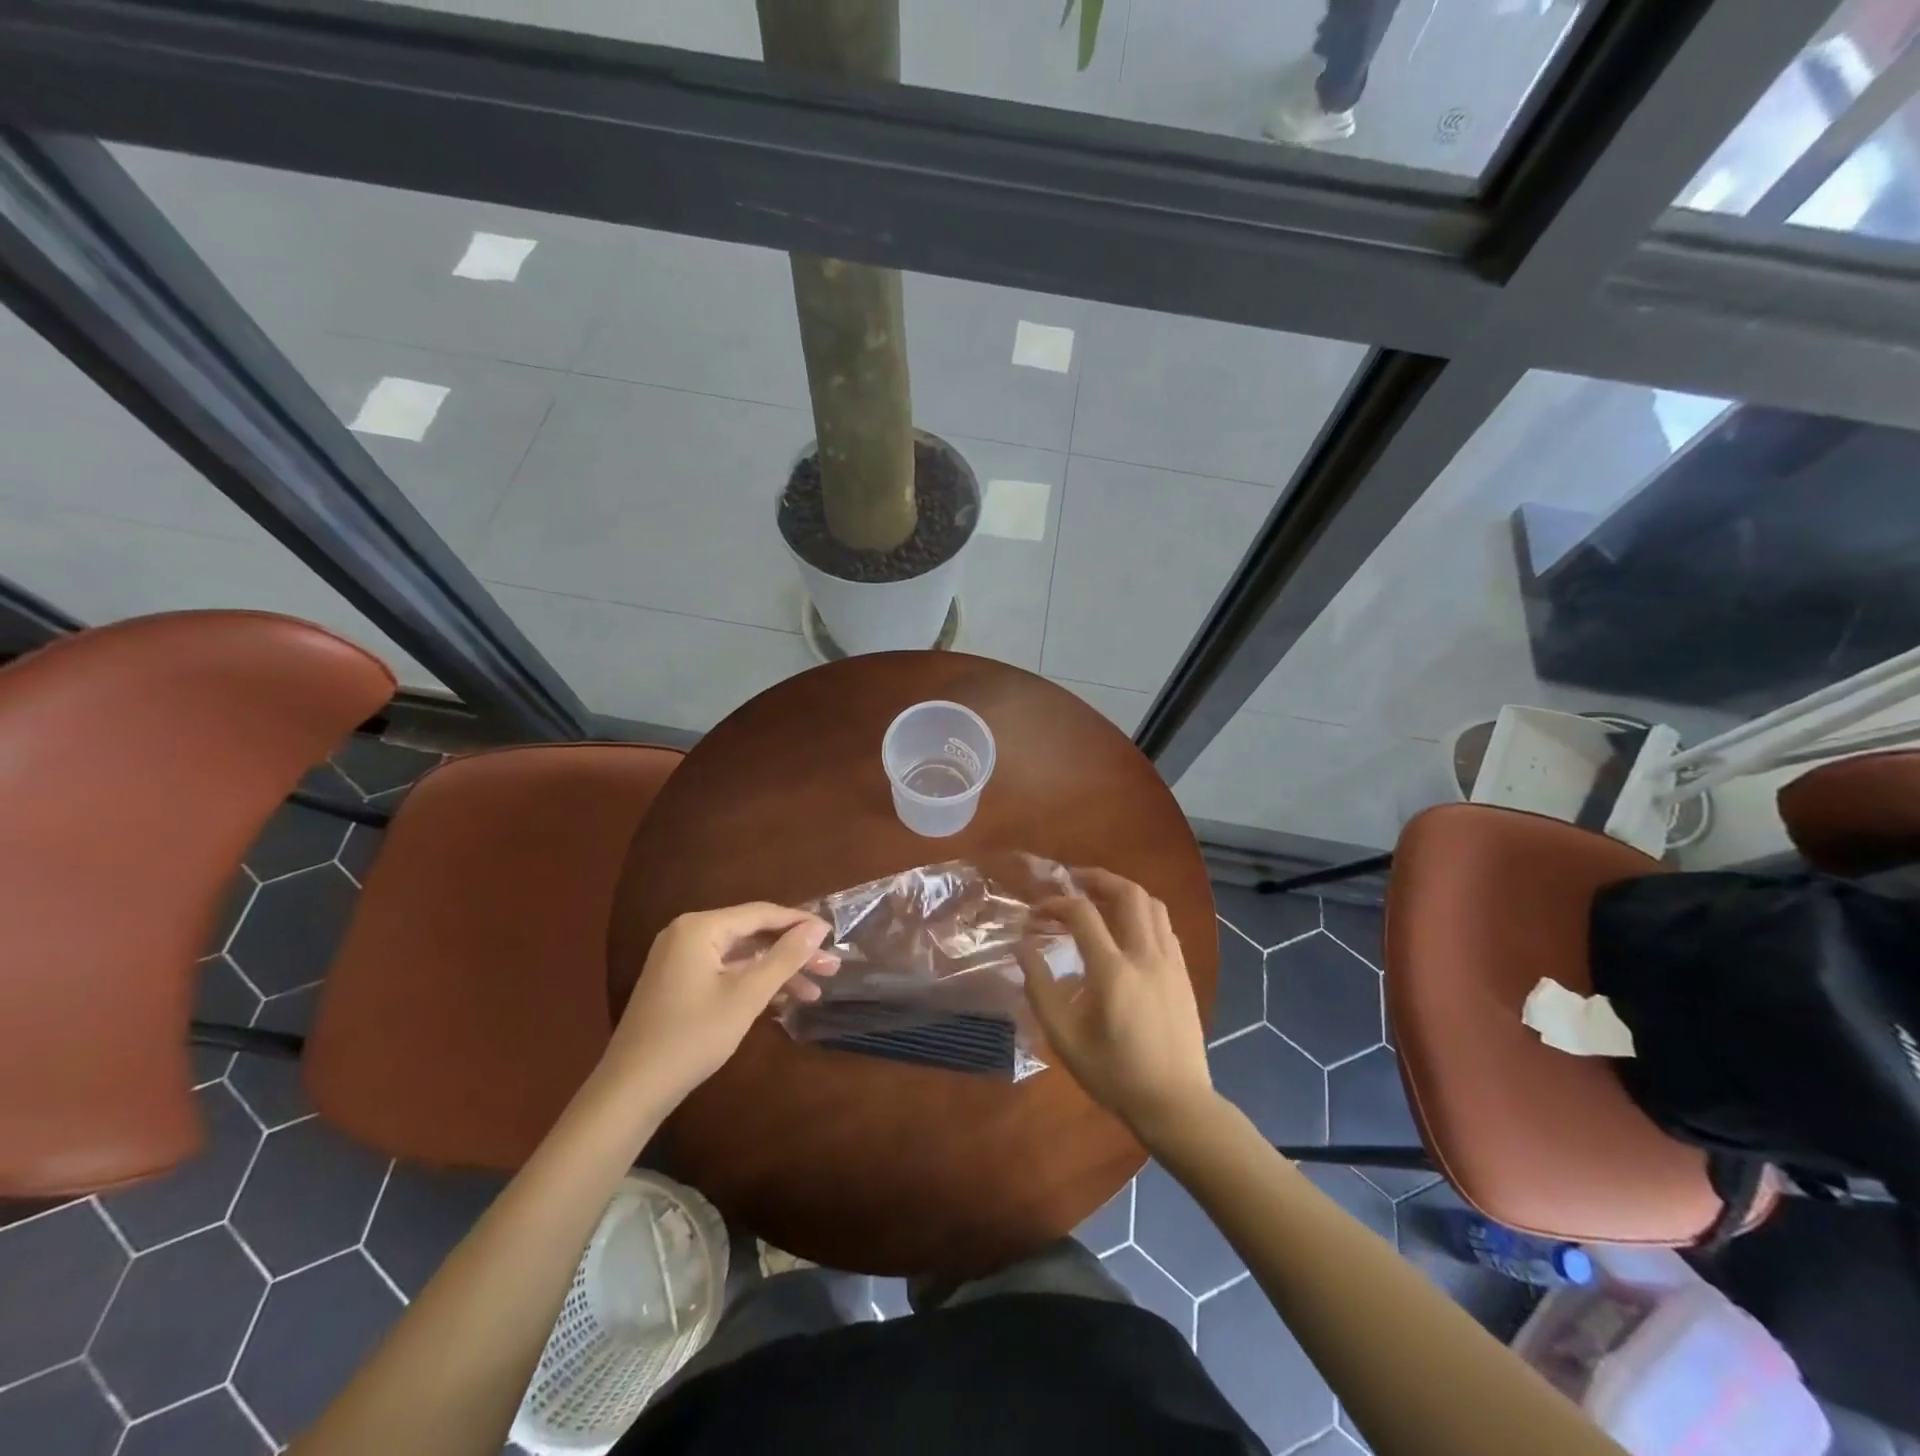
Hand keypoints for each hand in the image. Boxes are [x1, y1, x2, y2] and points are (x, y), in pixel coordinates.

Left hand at [603, 902, 839, 1108]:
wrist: (631, 1089)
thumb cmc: (693, 1037)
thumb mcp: (746, 996)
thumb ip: (784, 958)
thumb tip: (817, 928)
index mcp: (700, 927)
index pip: (761, 913)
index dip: (800, 923)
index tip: (833, 935)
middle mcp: (687, 933)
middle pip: (752, 934)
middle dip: (793, 952)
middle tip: (831, 967)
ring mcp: (680, 958)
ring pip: (741, 955)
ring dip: (777, 971)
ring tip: (815, 990)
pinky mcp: (678, 981)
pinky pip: (725, 970)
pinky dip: (753, 982)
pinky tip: (782, 999)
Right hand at [1016, 868, 1213, 1142]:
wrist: (1176, 1103)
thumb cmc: (1115, 1074)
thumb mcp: (1065, 1038)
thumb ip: (1040, 988)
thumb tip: (1023, 948)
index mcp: (1113, 971)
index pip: (1083, 914)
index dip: (1056, 903)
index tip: (1036, 912)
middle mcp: (1146, 955)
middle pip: (1128, 893)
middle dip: (1098, 879)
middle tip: (1073, 881)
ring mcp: (1170, 962)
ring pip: (1152, 904)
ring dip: (1124, 891)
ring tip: (1100, 896)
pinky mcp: (1183, 972)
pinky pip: (1164, 926)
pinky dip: (1142, 913)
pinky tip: (1126, 929)